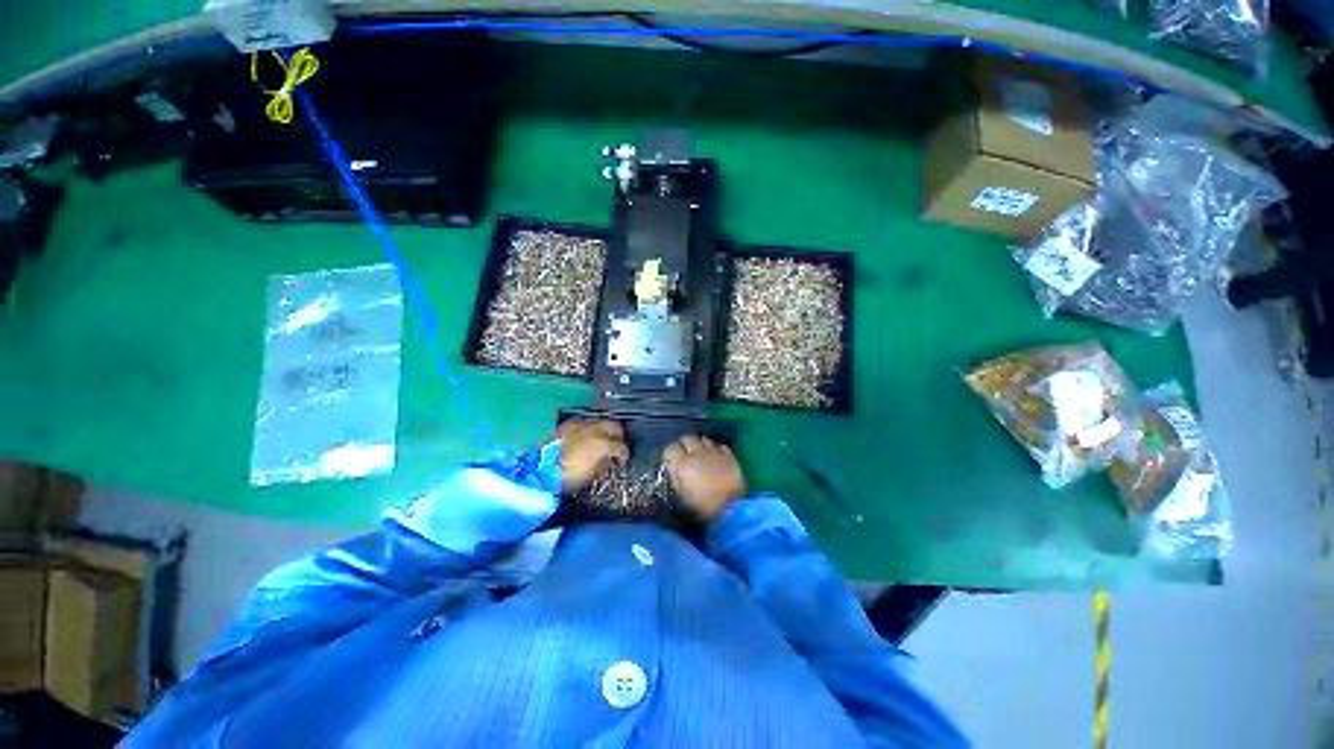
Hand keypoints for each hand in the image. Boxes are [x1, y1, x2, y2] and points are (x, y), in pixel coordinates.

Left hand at [555, 419, 628, 493]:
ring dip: (604, 430)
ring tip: (602, 439)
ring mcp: (581, 424)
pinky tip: (586, 436)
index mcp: (603, 444)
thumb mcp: (592, 474)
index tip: (623, 459)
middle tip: (617, 444)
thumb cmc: (569, 477)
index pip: (621, 447)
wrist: (541, 470)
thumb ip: (605, 464)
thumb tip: (609, 460)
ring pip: (601, 421)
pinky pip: (585, 422)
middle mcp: (595, 429)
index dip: (625, 454)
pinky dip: (590, 428)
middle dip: (618, 435)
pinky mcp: (569, 424)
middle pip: (615, 426)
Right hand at [663, 435, 745, 521]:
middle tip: (685, 453)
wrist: (732, 508)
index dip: (670, 453)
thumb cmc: (703, 506)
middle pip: (687, 438)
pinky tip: (715, 455)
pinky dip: (715, 448)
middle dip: (684, 444)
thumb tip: (673, 469)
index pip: (670, 448)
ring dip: (700, 444)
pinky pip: (719, 445)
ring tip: (700, 453)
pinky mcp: (729, 455)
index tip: (671, 460)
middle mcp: (697, 453)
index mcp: (683, 464)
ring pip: (703, 438)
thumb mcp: (682, 496)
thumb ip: (676, 479)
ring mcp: (715, 452)